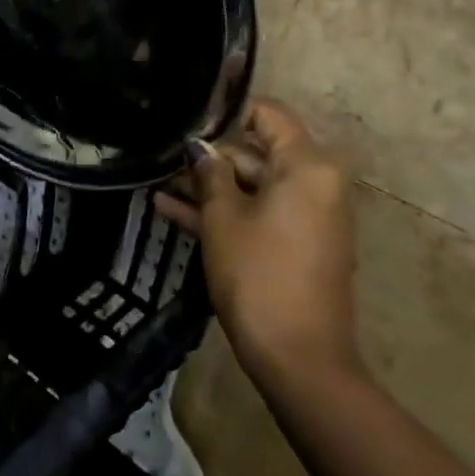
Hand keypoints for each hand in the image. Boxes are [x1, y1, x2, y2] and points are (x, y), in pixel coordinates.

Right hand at [156, 99, 358, 380]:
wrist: (300, 361)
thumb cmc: (259, 276)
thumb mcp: (223, 218)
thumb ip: (209, 173)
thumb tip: (199, 147)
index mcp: (307, 164)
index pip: (267, 113)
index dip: (225, 113)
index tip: (188, 120)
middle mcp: (316, 181)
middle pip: (258, 151)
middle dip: (210, 157)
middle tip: (163, 157)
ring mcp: (309, 215)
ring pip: (254, 186)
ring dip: (210, 187)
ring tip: (158, 183)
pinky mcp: (299, 244)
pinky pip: (260, 213)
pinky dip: (226, 213)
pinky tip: (171, 212)